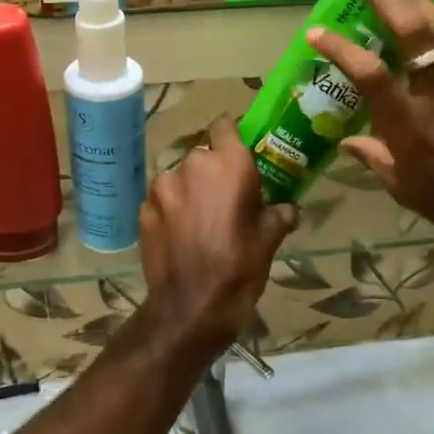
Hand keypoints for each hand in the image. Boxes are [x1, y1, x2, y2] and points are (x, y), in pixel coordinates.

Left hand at [139, 117, 297, 358]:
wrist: (189, 308)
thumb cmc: (239, 269)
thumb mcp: (269, 241)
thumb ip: (279, 214)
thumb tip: (289, 208)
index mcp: (228, 164)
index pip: (226, 125)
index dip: (232, 135)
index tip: (241, 152)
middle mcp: (192, 165)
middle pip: (203, 154)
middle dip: (213, 170)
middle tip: (226, 196)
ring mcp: (162, 186)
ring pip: (180, 176)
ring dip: (190, 189)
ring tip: (201, 218)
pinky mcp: (143, 209)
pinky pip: (163, 198)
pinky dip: (172, 208)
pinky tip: (181, 233)